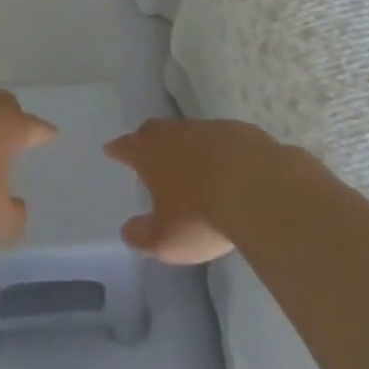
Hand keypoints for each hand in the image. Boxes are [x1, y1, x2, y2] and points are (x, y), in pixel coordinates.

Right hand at [105, 117, 281, 264]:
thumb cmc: (201, 215)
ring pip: (189, 132)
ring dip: (186, 146)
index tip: (111, 148)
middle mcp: (176, 133)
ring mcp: (209, 129)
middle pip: (155, 130)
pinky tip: (227, 168)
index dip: (118, 149)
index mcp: (151, 153)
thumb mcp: (165, 239)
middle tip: (145, 150)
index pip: (127, 146)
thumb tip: (128, 230)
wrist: (258, 189)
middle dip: (147, 140)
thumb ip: (142, 235)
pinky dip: (218, 151)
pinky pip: (222, 140)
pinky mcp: (240, 133)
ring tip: (190, 163)